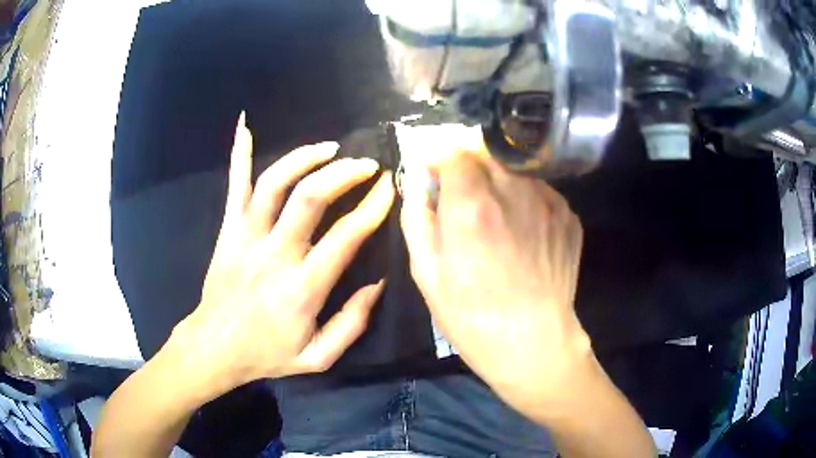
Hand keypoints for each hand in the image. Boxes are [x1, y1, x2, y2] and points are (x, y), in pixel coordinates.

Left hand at [170, 113, 394, 395]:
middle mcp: (273, 254)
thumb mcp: (318, 357)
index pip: (345, 237)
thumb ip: (351, 323)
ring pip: (273, 183)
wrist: (215, 347)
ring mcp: (246, 237)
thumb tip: (377, 284)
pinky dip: (238, 154)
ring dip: (303, 158)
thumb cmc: (267, 354)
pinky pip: (234, 186)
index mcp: (301, 288)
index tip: (389, 189)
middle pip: (309, 198)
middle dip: (343, 173)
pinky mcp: (228, 230)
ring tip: (328, 148)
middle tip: (366, 165)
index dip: (372, 208)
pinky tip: (244, 126)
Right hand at [400, 146, 588, 417]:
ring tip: (494, 214)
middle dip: (468, 163)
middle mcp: (515, 191)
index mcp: (473, 205)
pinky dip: (524, 198)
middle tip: (461, 192)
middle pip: (486, 151)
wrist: (535, 343)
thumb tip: (417, 178)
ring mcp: (549, 202)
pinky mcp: (569, 216)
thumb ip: (417, 215)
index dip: (440, 157)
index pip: (455, 150)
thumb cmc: (472, 316)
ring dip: (498, 179)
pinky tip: (522, 231)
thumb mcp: (426, 272)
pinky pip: (539, 190)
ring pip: (515, 168)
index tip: (434, 172)